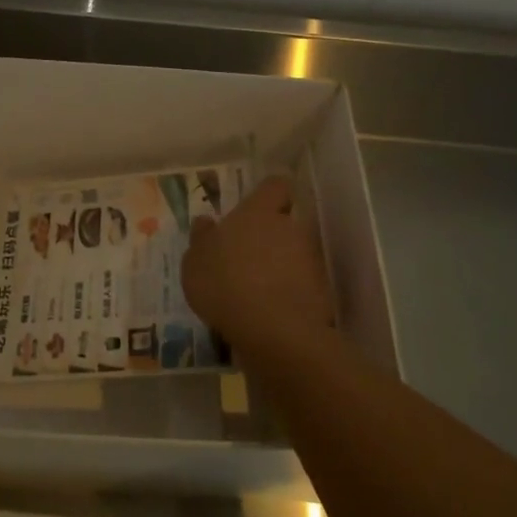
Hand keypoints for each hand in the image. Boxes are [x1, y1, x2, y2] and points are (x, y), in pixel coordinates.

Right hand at [182, 175, 335, 368]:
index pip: (275, 185)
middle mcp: (289, 227)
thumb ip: (202, 238)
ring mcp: (310, 258)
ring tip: (260, 291)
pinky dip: (293, 293)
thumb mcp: (194, 262)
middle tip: (249, 259)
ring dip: (283, 266)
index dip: (269, 195)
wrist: (273, 330)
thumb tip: (206, 222)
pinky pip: (305, 284)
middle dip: (272, 237)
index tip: (257, 209)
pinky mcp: (323, 290)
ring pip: (296, 253)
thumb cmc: (224, 284)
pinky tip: (274, 312)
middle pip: (286, 222)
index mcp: (258, 212)